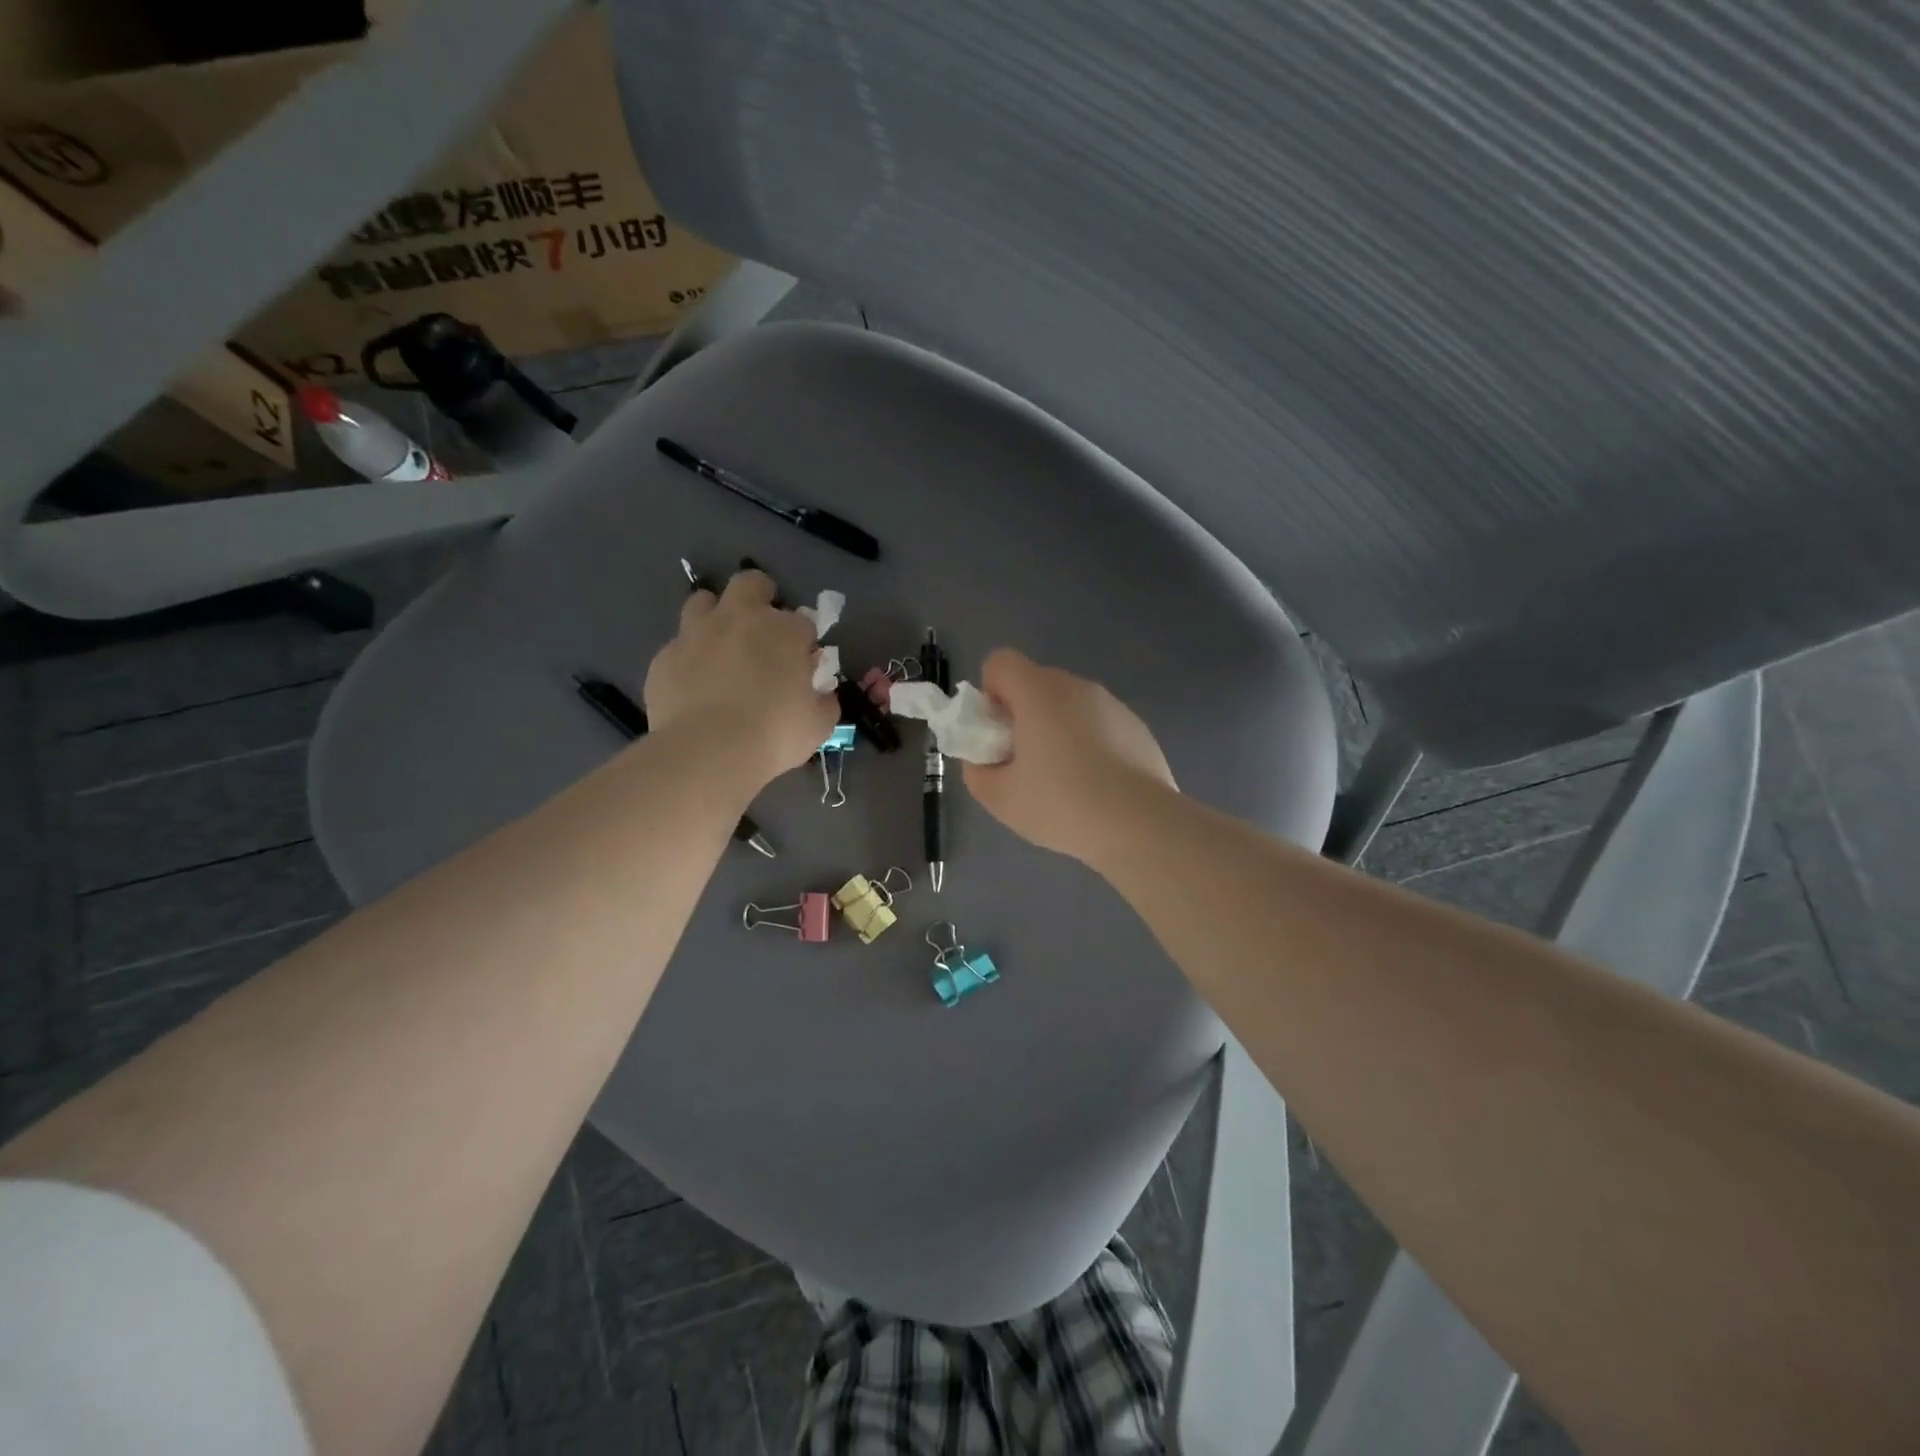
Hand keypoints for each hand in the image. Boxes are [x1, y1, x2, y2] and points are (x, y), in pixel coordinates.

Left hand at [643, 570, 836, 787]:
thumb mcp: (818, 725)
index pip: (803, 621)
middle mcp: (739, 619)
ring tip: (722, 648)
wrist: (707, 753)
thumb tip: (821, 693)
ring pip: (704, 601)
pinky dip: (690, 657)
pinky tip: (695, 685)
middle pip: (751, 583)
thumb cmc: (773, 735)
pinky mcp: (664, 657)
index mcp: (783, 630)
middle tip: (763, 631)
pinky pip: (679, 645)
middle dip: (760, 597)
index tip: (803, 664)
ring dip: (716, 616)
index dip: (804, 641)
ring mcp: (696, 633)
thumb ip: (824, 700)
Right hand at [962, 648, 1174, 863]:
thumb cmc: (1061, 804)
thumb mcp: (999, 797)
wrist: (1140, 824)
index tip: (999, 735)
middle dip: (1023, 715)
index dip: (990, 694)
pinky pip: (1098, 724)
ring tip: (1066, 781)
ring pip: (1069, 705)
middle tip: (1026, 765)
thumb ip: (977, 769)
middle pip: (1035, 684)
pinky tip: (1098, 786)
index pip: (1000, 663)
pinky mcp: (1137, 726)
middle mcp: (1076, 686)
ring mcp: (1112, 704)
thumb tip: (984, 758)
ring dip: (1058, 729)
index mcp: (1039, 692)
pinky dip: (1090, 744)